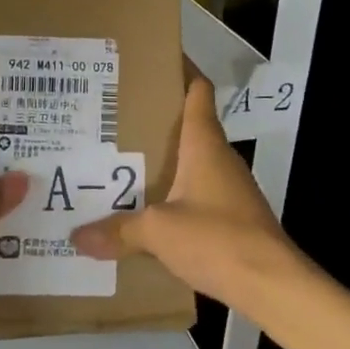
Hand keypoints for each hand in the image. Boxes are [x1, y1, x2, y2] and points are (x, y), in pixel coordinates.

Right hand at [70, 68, 309, 315]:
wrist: (272, 284)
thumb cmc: (217, 238)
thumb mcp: (158, 231)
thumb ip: (118, 230)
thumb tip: (76, 237)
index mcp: (205, 144)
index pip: (197, 92)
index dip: (180, 72)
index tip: (152, 64)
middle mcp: (220, 158)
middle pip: (190, 126)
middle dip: (157, 121)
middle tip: (115, 119)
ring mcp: (231, 189)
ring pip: (193, 163)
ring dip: (165, 161)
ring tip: (123, 163)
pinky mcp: (234, 217)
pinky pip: (198, 194)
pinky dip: (175, 194)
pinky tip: (150, 210)